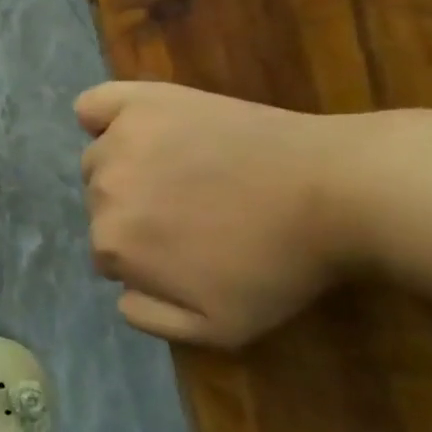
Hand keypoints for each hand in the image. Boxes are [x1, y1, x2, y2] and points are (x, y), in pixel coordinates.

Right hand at [75, 81, 362, 348]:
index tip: (185, 251)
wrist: (338, 193)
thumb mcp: (222, 328)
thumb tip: (119, 294)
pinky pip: (93, 106)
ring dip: (127, 168)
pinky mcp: (141, 103)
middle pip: (101, 205)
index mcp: (114, 244)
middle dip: (136, 211)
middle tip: (192, 210)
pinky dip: (99, 117)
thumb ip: (152, 319)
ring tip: (185, 170)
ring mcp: (119, 142)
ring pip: (101, 160)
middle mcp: (102, 191)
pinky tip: (129, 126)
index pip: (109, 254)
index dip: (146, 256)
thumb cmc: (281, 264)